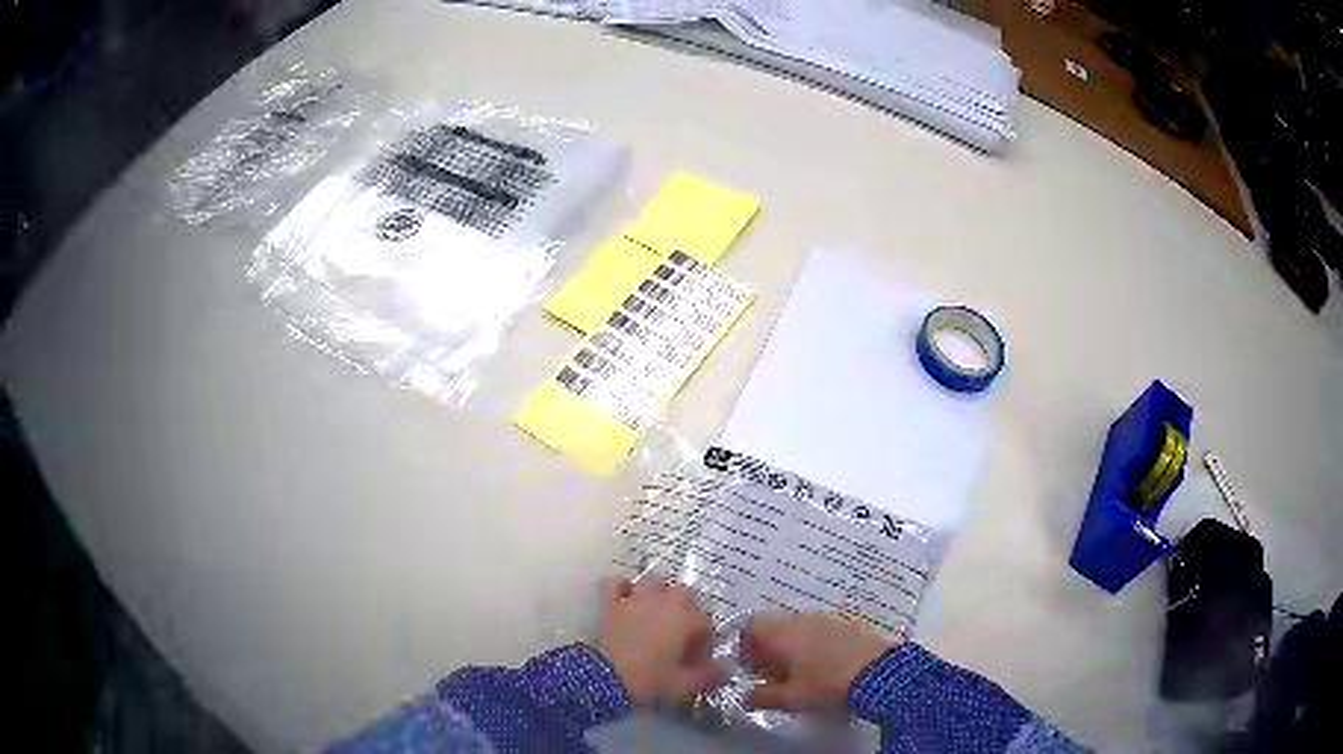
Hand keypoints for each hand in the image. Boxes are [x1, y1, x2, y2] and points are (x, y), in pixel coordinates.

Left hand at [595, 577, 722, 705]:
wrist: (603, 678)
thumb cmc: (649, 680)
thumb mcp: (684, 685)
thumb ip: (709, 675)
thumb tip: (726, 668)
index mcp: (686, 620)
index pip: (705, 624)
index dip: (704, 643)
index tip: (697, 661)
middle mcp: (665, 603)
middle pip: (685, 594)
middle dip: (687, 610)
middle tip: (681, 634)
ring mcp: (636, 599)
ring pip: (654, 582)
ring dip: (659, 594)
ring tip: (657, 613)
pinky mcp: (611, 603)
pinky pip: (617, 583)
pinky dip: (622, 587)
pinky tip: (626, 599)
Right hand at [743, 612, 897, 711]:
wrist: (880, 672)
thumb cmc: (827, 685)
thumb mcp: (790, 699)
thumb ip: (762, 697)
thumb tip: (747, 695)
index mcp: (782, 633)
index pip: (751, 626)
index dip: (748, 647)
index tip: (756, 670)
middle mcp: (802, 618)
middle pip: (776, 626)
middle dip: (772, 649)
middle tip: (779, 676)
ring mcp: (828, 618)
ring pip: (801, 628)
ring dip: (796, 647)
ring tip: (805, 672)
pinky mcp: (850, 622)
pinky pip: (823, 630)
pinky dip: (818, 644)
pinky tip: (829, 665)